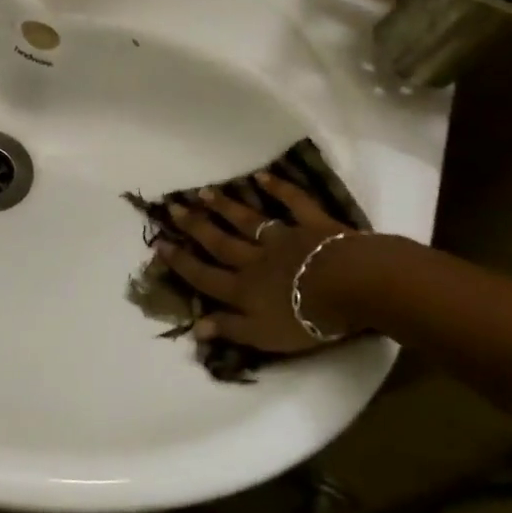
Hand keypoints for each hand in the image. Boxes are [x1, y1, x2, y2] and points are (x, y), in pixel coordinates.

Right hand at [156, 174, 361, 354]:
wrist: (352, 287)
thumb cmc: (308, 318)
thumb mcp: (264, 336)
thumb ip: (230, 329)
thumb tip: (195, 328)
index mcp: (244, 289)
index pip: (205, 276)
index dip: (181, 262)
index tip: (159, 245)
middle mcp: (256, 259)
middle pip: (220, 242)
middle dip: (195, 226)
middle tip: (174, 208)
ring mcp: (284, 238)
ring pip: (248, 220)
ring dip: (225, 207)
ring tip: (204, 192)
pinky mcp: (313, 225)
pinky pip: (293, 203)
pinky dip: (278, 188)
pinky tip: (262, 176)